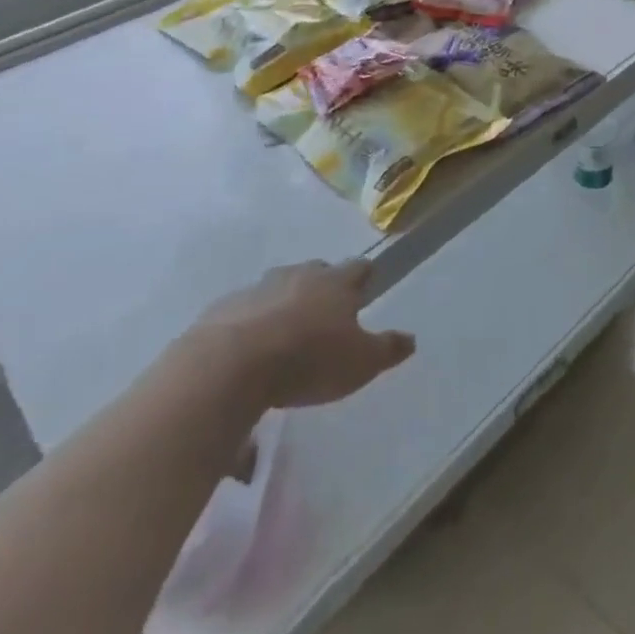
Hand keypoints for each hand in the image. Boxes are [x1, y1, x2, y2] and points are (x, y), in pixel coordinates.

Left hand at [189, 260, 415, 408]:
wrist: (231, 365)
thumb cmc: (308, 360)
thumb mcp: (360, 363)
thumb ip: (387, 349)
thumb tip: (411, 338)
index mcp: (336, 283)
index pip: (359, 268)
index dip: (364, 277)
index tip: (366, 287)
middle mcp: (299, 275)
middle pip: (317, 272)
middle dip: (322, 288)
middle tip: (325, 314)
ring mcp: (258, 287)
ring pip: (278, 288)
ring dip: (284, 305)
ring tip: (284, 336)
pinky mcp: (223, 308)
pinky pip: (244, 311)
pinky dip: (250, 324)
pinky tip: (248, 353)